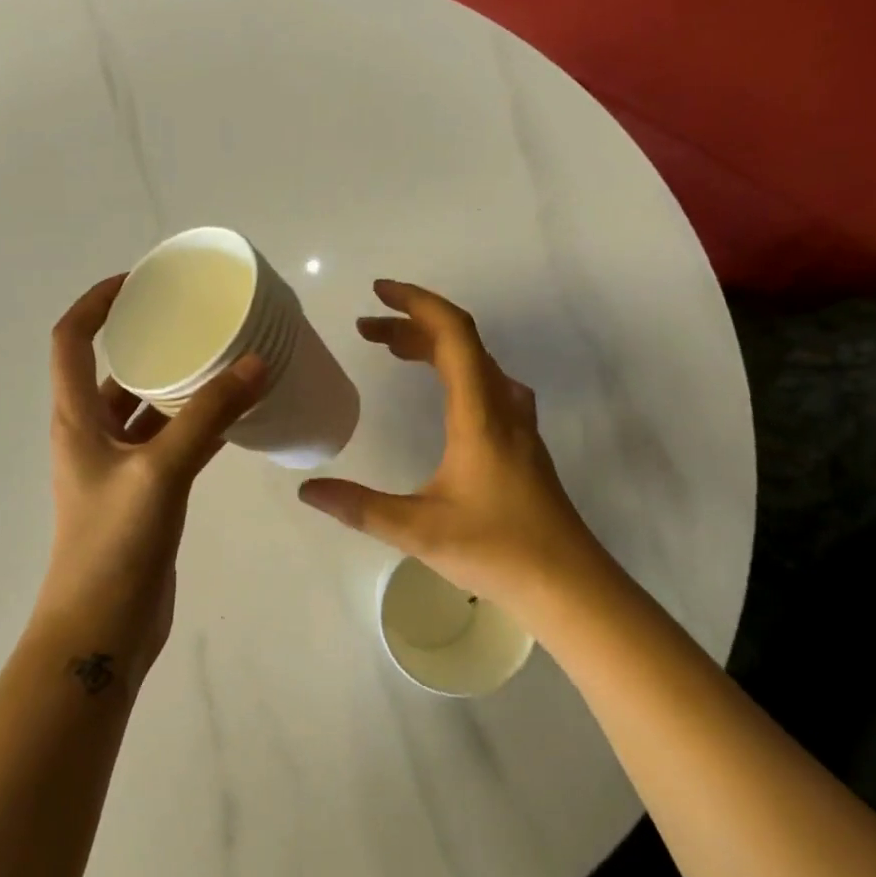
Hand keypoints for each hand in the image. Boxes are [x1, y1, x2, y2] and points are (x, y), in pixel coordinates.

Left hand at [33, 276, 266, 683]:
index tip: (139, 281)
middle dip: (149, 340)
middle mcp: (91, 435)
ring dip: (178, 386)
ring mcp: (118, 468)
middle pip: (113, 370)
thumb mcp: (160, 472)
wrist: (101, 629)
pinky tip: (232, 418)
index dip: (97, 303)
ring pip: (147, 410)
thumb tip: (256, 364)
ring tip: (223, 360)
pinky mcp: (144, 495)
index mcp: (76, 419)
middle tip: (197, 319)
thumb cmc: (114, 544)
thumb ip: (208, 418)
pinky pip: (170, 444)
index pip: (71, 340)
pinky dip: (195, 426)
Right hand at [297, 280, 603, 613]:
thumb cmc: (496, 550)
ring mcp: (518, 424)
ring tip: (393, 351)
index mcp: (479, 414)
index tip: (378, 292)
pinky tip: (443, 393)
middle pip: (461, 342)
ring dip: (434, 346)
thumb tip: (307, 490)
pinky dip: (455, 370)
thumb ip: (360, 507)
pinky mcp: (522, 443)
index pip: (453, 334)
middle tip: (366, 330)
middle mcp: (502, 406)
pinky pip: (486, 384)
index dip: (416, 303)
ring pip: (476, 362)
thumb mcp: (418, 530)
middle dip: (411, 326)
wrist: (568, 583)